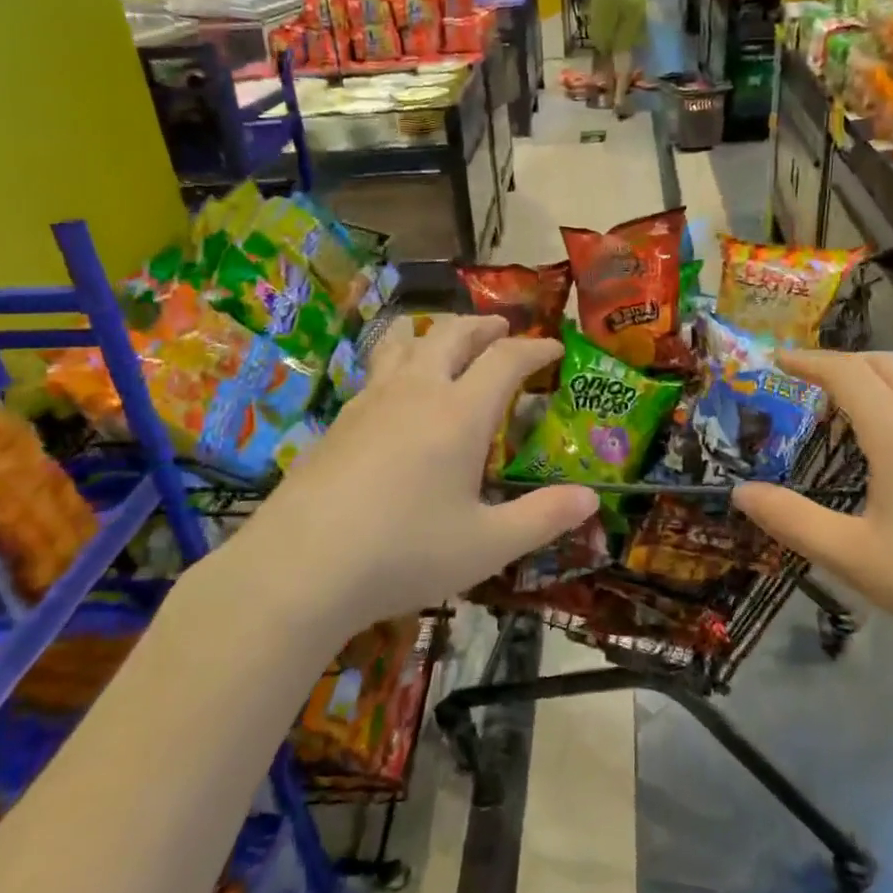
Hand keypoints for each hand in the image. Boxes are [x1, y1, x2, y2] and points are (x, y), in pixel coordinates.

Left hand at [230, 316, 598, 629]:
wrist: (301, 566)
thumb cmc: (405, 553)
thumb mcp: (487, 545)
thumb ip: (542, 518)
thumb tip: (591, 499)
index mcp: (459, 414)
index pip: (505, 360)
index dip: (534, 348)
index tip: (553, 347)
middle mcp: (415, 392)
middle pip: (451, 335)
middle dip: (482, 325)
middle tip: (502, 328)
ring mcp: (370, 402)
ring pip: (403, 342)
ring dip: (432, 331)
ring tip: (443, 338)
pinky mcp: (337, 421)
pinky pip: (376, 372)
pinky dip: (398, 363)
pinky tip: (396, 395)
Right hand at [732, 351, 892, 676]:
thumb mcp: (852, 557)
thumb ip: (790, 520)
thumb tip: (740, 493)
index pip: (848, 373)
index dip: (809, 360)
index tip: (778, 359)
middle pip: (891, 363)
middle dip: (846, 360)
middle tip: (811, 380)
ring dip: (882, 381)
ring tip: (853, 413)